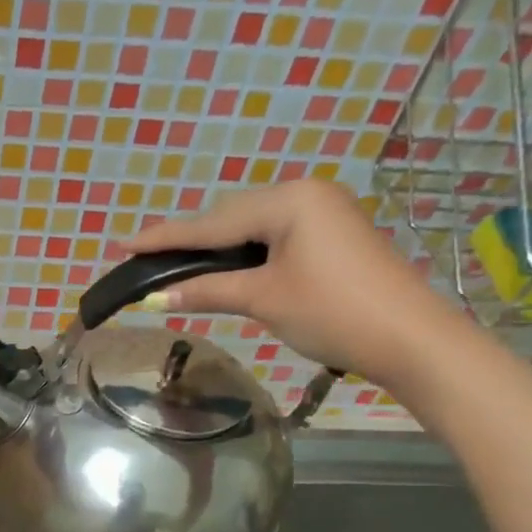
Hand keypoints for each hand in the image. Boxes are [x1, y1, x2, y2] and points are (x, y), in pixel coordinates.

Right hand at [121, 178, 460, 391]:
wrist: (408, 337)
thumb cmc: (332, 312)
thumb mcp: (263, 299)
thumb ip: (207, 292)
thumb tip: (154, 299)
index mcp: (289, 200)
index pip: (212, 221)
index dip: (164, 236)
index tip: (123, 241)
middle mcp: (305, 194)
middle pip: (230, 216)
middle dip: (188, 238)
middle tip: (143, 253)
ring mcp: (321, 213)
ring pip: (250, 226)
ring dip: (213, 247)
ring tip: (172, 260)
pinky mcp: (329, 235)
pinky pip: (271, 237)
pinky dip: (241, 253)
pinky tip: (220, 265)